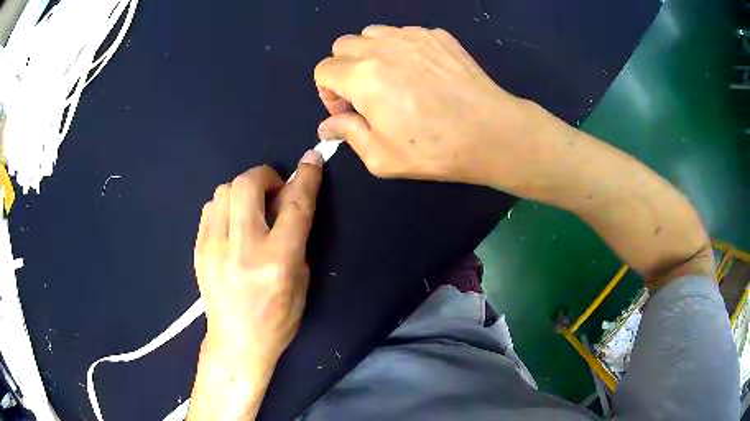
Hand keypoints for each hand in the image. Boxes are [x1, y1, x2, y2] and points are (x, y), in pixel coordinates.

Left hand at [194, 151, 322, 367]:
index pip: (295, 205)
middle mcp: (243, 247)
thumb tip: (290, 201)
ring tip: (251, 209)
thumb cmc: (277, 318)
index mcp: (277, 260)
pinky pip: (210, 208)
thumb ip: (296, 237)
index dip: (305, 177)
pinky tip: (233, 223)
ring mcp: (214, 247)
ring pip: (224, 190)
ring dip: (243, 191)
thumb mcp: (301, 280)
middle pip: (248, 184)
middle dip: (265, 176)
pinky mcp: (199, 249)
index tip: (311, 160)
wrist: (236, 341)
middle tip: (273, 191)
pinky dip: (226, 205)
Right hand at [314, 25, 542, 188]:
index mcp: (362, 77)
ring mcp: (412, 36)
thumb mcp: (381, 157)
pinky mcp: (437, 35)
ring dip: (370, 53)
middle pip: (343, 45)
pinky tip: (420, 72)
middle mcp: (382, 47)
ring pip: (372, 33)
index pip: (323, 70)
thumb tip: (327, 126)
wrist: (489, 132)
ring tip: (391, 78)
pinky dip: (400, 48)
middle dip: (344, 69)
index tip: (347, 110)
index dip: (328, 92)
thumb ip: (348, 134)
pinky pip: (404, 33)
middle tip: (366, 93)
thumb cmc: (434, 150)